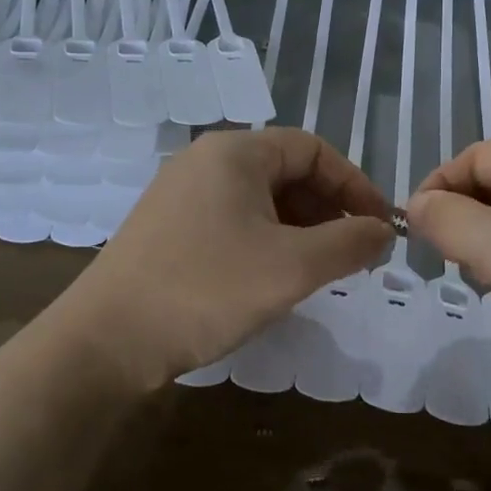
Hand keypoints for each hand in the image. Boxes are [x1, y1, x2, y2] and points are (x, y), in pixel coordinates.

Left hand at [60, 128, 394, 383]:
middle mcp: (204, 160)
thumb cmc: (206, 289)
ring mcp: (179, 194)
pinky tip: (272, 277)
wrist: (106, 341)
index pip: (313, 149)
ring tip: (319, 269)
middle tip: (353, 252)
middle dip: (328, 209)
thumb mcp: (292, 267)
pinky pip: (231, 220)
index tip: (381, 226)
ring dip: (298, 228)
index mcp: (235, 152)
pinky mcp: (166, 228)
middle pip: (285, 171)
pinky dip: (264, 240)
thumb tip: (384, 231)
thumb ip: (349, 243)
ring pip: (258, 199)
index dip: (354, 184)